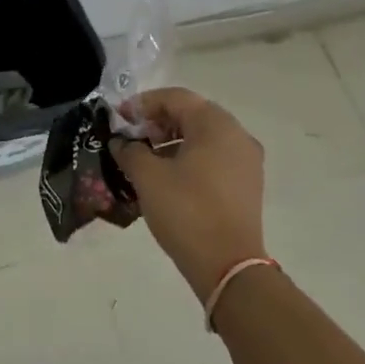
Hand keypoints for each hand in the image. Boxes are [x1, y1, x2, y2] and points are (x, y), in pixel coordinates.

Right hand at [111, 87, 265, 301]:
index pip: (175, 98)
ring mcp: (246, 161)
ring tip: (144, 159)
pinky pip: (213, 157)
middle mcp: (237, 135)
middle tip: (130, 138)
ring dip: (171, 141)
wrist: (228, 265)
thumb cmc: (186, 211)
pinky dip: (188, 158)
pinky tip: (166, 177)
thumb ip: (130, 151)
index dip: (142, 104)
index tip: (118, 119)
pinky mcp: (246, 184)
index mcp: (216, 125)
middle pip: (191, 114)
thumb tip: (122, 142)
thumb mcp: (148, 177)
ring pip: (203, 137)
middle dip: (157, 122)